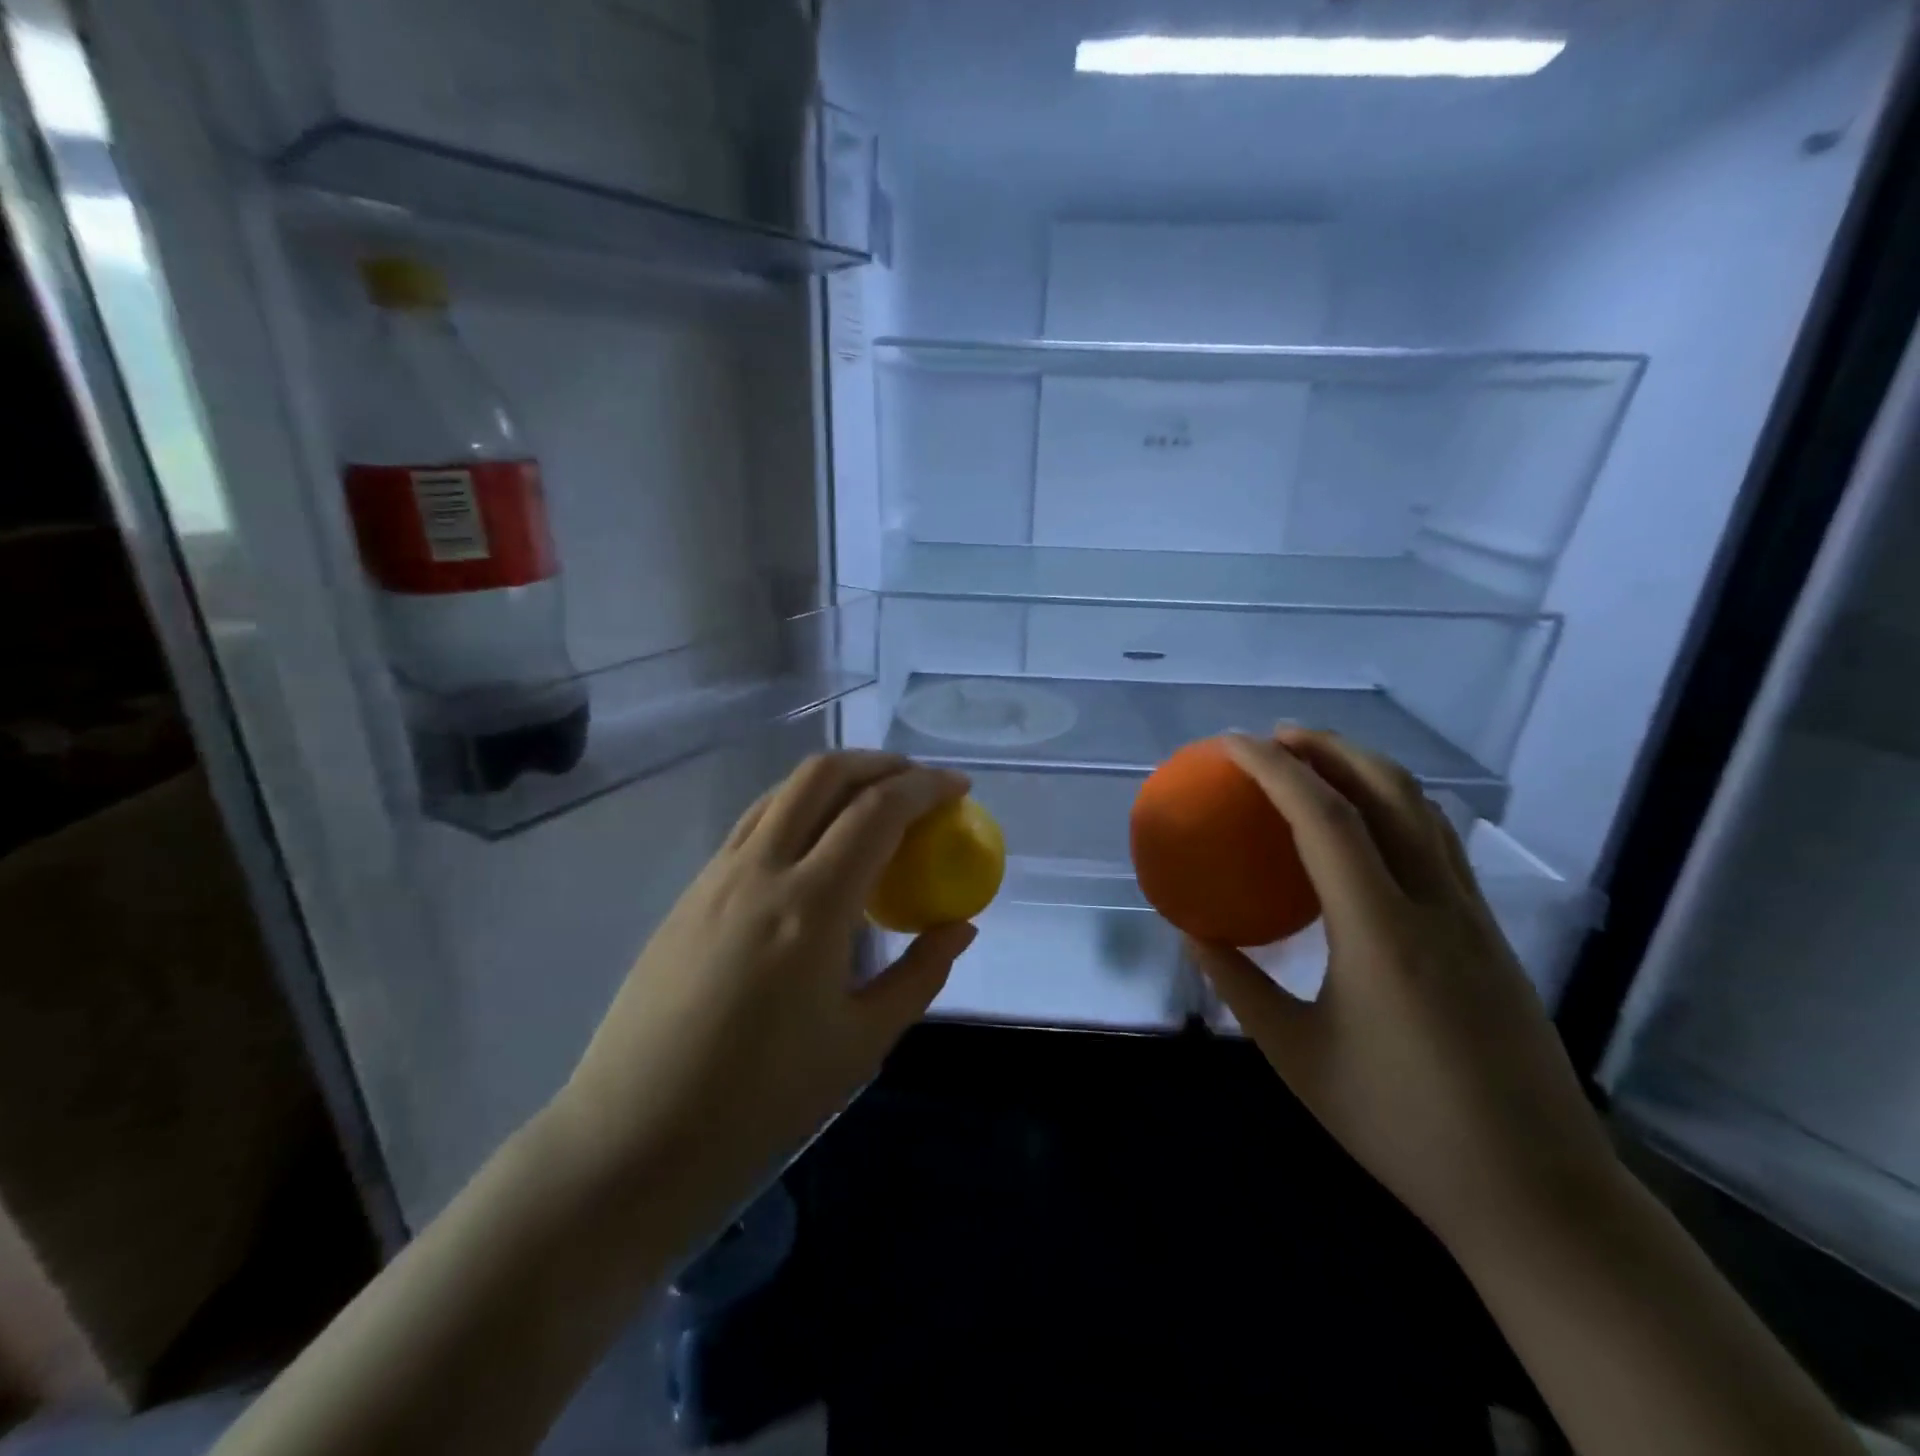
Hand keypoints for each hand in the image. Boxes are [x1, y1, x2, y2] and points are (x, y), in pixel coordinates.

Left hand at [546, 752, 975, 1238]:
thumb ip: (921, 973)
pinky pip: (754, 824)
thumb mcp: (861, 1043)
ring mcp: (716, 876)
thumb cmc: (759, 1103)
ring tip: (873, 803)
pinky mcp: (691, 892)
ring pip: (782, 792)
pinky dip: (799, 809)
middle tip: (919, 783)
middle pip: (823, 775)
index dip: (926, 787)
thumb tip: (961, 926)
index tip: (959, 788)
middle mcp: (760, 871)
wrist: (631, 1138)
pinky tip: (816, 847)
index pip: (877, 812)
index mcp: (811, 907)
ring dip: (836, 779)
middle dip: (880, 762)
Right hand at [1189, 730, 1622, 1254]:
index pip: (1324, 818)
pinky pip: (1439, 843)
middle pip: (1386, 791)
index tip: (1229, 745)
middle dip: (1326, 747)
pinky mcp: (1491, 934)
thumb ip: (1239, 985)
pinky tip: (1366, 829)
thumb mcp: (1297, 1057)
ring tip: (1314, 763)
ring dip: (1365, 769)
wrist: (1539, 1196)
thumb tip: (1193, 932)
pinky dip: (1395, 806)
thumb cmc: (1402, 1127)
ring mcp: (1473, 916)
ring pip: (1423, 810)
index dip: (1273, 769)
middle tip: (1272, 737)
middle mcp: (1434, 904)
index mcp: (1381, 932)